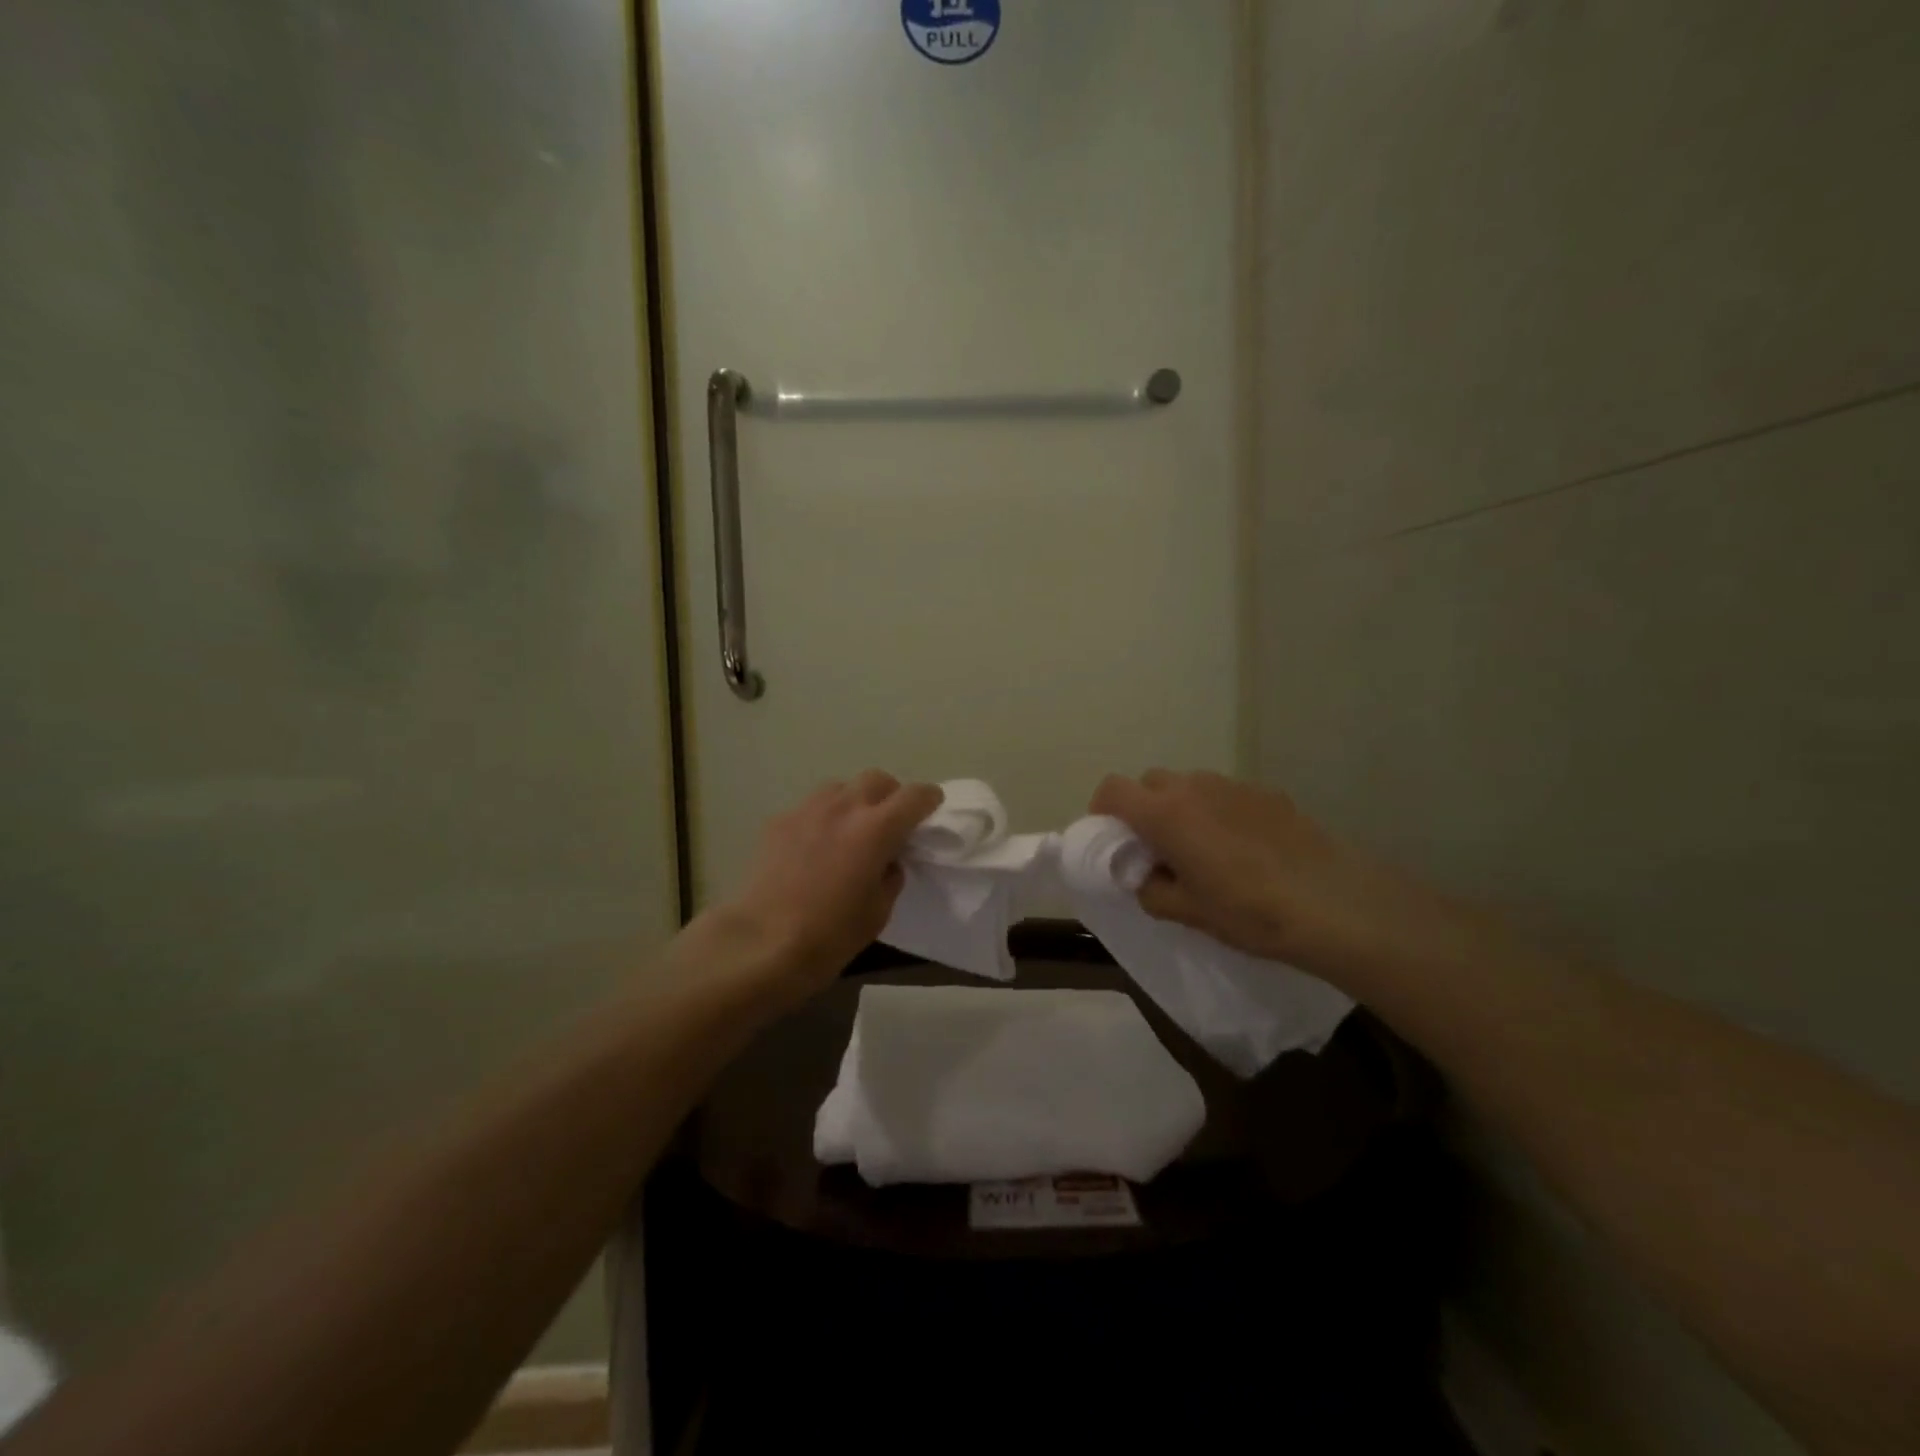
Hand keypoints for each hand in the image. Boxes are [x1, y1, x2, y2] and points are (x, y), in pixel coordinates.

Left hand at [711, 771, 942, 1003]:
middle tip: (890, 822)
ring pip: (840, 787)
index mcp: (876, 829)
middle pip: (877, 779)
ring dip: (854, 801)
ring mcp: (807, 810)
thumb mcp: (878, 912)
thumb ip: (890, 876)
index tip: (931, 810)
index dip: (929, 800)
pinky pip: (810, 808)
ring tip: (850, 829)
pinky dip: (822, 818)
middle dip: (890, 795)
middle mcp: (843, 807)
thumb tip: (886, 861)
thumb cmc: (829, 935)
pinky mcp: (778, 821)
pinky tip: (814, 846)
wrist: (760, 942)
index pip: (915, 796)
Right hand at [1089, 769, 1456, 977]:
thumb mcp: (1187, 912)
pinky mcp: (1267, 793)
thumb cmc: (1248, 910)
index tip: (1114, 841)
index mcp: (1165, 813)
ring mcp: (1233, 785)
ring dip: (1183, 808)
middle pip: (1150, 783)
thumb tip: (1146, 876)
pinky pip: (1226, 795)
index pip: (1112, 789)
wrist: (1334, 903)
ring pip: (1190, 786)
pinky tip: (1245, 848)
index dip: (1103, 811)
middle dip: (1144, 809)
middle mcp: (1194, 787)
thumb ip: (1151, 890)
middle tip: (1159, 848)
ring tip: (1204, 849)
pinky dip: (1219, 812)